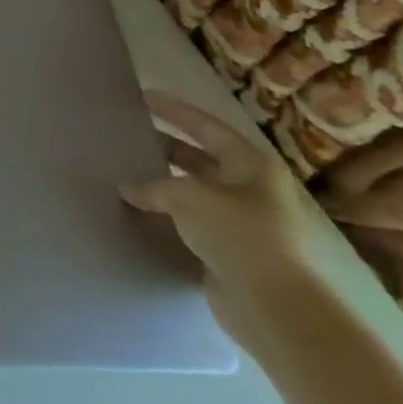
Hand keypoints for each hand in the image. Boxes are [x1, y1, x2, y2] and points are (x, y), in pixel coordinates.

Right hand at [120, 93, 353, 338]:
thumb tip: (128, 190)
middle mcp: (251, 189)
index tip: (144, 96)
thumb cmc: (239, 234)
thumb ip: (154, 186)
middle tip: (132, 135)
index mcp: (252, 165)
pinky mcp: (230, 251)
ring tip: (128, 172)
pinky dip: (168, 215)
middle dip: (167, 146)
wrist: (274, 307)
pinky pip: (192, 222)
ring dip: (164, 184)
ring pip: (195, 192)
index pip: (207, 127)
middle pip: (202, 158)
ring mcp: (242, 222)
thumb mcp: (189, 197)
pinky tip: (141, 211)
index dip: (175, 110)